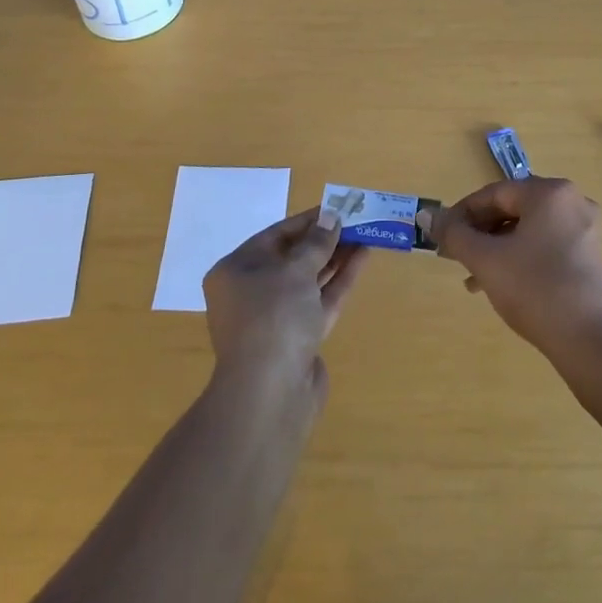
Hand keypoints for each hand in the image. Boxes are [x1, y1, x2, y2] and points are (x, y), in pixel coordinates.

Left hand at [203, 207, 367, 398]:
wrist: (270, 394)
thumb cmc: (273, 318)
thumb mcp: (295, 271)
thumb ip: (316, 243)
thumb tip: (331, 217)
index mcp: (236, 272)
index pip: (274, 236)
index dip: (307, 221)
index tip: (336, 208)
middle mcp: (252, 293)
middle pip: (293, 258)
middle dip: (325, 240)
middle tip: (356, 221)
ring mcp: (276, 319)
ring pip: (309, 280)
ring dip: (336, 258)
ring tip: (365, 236)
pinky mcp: (299, 339)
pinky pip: (319, 301)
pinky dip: (339, 281)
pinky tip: (362, 259)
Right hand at [432, 178, 601, 358]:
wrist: (592, 343)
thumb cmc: (535, 290)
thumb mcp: (486, 260)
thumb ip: (454, 234)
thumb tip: (426, 216)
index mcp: (550, 193)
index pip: (494, 194)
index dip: (462, 214)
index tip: (442, 237)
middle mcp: (573, 202)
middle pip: (513, 210)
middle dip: (481, 233)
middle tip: (457, 257)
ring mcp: (588, 231)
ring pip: (530, 231)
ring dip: (498, 249)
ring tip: (475, 279)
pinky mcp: (594, 258)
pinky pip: (548, 247)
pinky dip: (522, 259)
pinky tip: (505, 286)